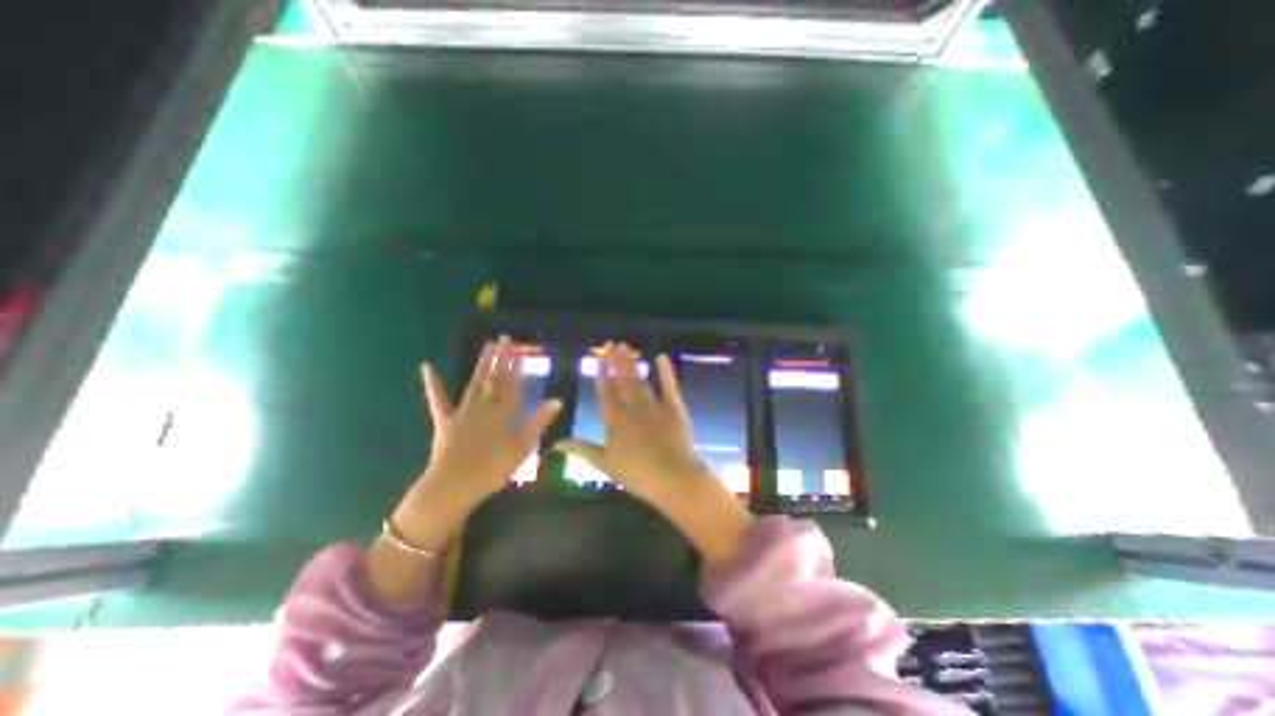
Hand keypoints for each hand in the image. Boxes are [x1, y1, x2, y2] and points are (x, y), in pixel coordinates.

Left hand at [395, 337, 561, 551]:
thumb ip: (539, 422)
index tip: (520, 349)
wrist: (455, 486)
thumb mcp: (524, 447)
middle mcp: (486, 406)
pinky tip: (426, 367)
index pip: (514, 384)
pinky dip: (433, 384)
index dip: (518, 366)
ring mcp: (464, 411)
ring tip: (488, 346)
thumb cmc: (494, 469)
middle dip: (501, 358)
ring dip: (482, 363)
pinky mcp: (445, 420)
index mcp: (506, 413)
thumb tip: (557, 399)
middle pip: (496, 378)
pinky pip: (438, 399)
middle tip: (504, 339)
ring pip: (475, 382)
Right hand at [558, 345, 706, 505]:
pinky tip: (661, 357)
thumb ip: (582, 449)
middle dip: (616, 361)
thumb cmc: (637, 474)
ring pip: (640, 380)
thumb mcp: (605, 463)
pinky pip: (669, 386)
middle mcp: (632, 408)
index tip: (599, 357)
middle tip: (612, 343)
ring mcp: (654, 406)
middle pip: (622, 381)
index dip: (602, 374)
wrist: (672, 477)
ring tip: (626, 347)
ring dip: (632, 363)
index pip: (606, 392)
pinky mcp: (674, 407)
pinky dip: (665, 371)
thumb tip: (556, 442)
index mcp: (615, 420)